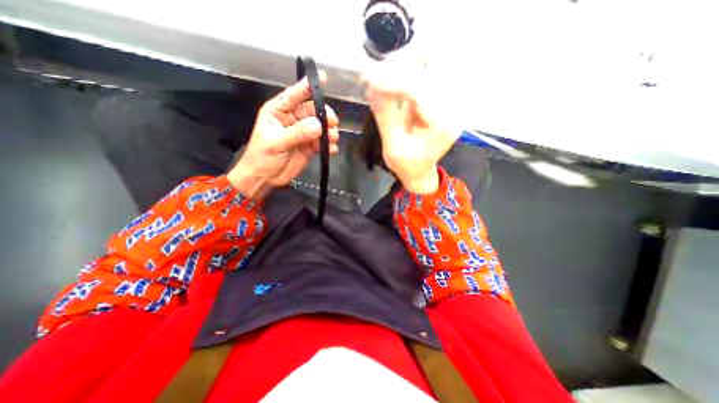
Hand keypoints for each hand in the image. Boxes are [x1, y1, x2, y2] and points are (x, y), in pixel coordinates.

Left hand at [230, 72, 342, 201]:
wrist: (265, 178)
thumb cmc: (262, 157)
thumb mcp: (276, 143)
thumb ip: (297, 133)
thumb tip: (318, 126)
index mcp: (279, 111)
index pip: (294, 95)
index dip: (307, 86)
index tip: (323, 78)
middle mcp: (292, 119)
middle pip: (313, 111)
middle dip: (324, 116)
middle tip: (333, 125)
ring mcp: (303, 133)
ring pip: (320, 126)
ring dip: (329, 132)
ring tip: (333, 139)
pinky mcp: (310, 146)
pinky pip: (323, 142)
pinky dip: (329, 145)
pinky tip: (331, 150)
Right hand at [365, 61, 459, 194]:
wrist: (420, 172)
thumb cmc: (407, 165)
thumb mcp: (392, 145)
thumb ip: (385, 115)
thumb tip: (372, 85)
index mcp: (441, 126)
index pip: (420, 91)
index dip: (394, 81)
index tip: (371, 80)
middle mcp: (453, 110)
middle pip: (428, 74)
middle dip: (400, 69)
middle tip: (375, 74)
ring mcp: (451, 104)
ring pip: (430, 71)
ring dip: (405, 68)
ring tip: (382, 76)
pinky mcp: (445, 101)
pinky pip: (429, 78)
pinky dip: (409, 75)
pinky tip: (394, 80)